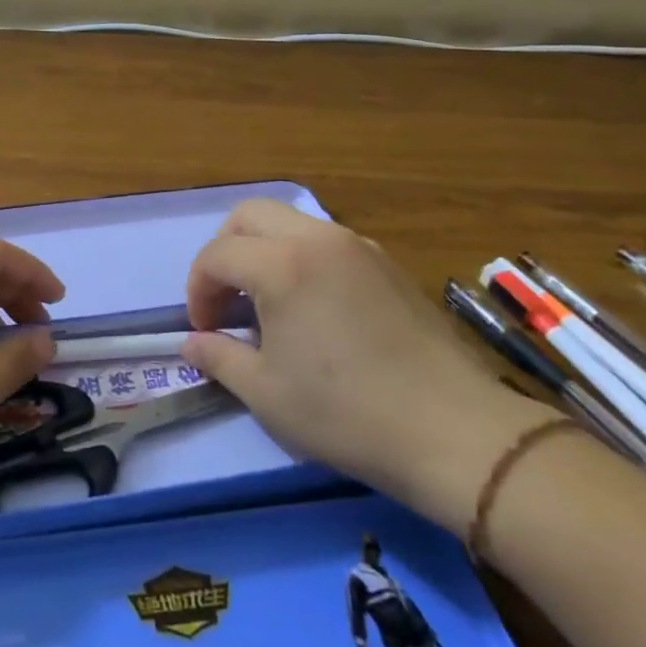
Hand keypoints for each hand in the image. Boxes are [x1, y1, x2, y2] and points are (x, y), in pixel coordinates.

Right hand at [181, 201, 558, 533]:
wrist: (454, 430)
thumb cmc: (346, 413)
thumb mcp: (267, 394)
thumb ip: (219, 358)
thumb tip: (191, 344)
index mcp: (281, 265)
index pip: (217, 254)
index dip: (198, 289)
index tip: (204, 329)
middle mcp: (317, 239)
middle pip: (250, 215)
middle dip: (225, 250)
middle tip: (227, 299)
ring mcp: (358, 246)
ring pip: (291, 222)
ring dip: (264, 250)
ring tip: (269, 303)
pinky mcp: (387, 264)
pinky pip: (327, 241)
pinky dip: (302, 257)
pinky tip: (315, 307)